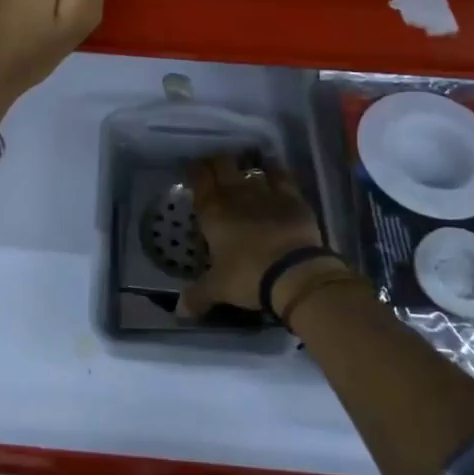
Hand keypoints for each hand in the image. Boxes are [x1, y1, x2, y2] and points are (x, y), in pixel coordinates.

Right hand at [180, 152, 328, 315]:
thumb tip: (180, 312)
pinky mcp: (291, 196)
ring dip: (246, 167)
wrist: (293, 273)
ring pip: (251, 168)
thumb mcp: (218, 288)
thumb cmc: (247, 276)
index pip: (199, 179)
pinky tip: (273, 171)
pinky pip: (281, 175)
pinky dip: (275, 171)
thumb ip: (197, 296)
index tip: (193, 170)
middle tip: (216, 167)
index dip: (195, 170)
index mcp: (212, 211)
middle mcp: (236, 194)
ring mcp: (265, 192)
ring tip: (245, 170)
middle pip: (223, 164)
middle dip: (217, 163)